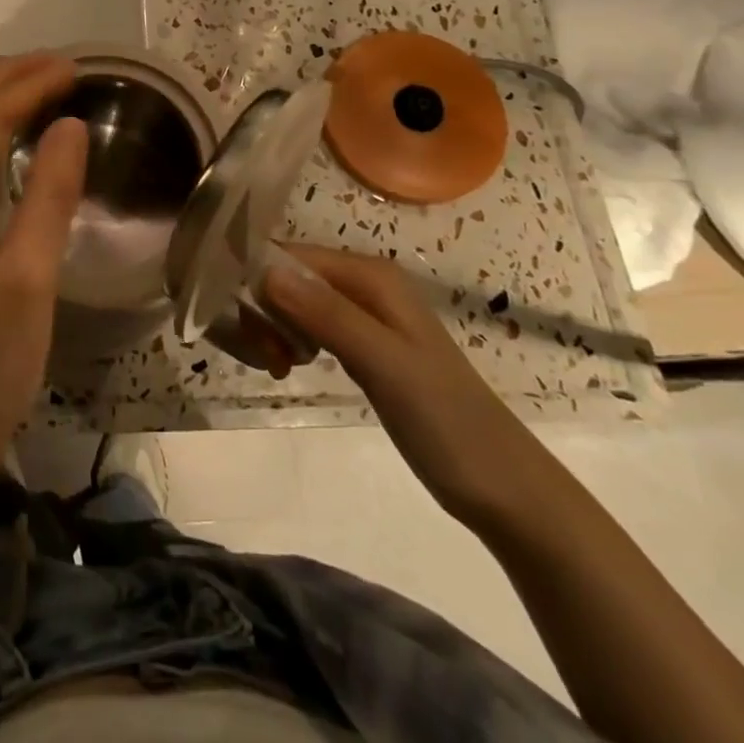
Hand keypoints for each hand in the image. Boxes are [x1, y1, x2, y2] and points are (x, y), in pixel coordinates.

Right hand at [262, 244, 555, 532]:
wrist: (505, 488)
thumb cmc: (446, 423)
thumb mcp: (384, 365)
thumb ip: (327, 316)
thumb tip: (265, 272)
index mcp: (369, 275)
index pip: (288, 255)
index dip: (255, 280)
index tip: (238, 324)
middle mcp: (364, 283)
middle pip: (287, 276)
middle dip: (263, 308)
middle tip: (266, 358)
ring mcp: (364, 314)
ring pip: (293, 301)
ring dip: (273, 327)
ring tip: (276, 366)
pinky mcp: (363, 343)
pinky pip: (308, 325)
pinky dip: (290, 341)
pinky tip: (288, 366)